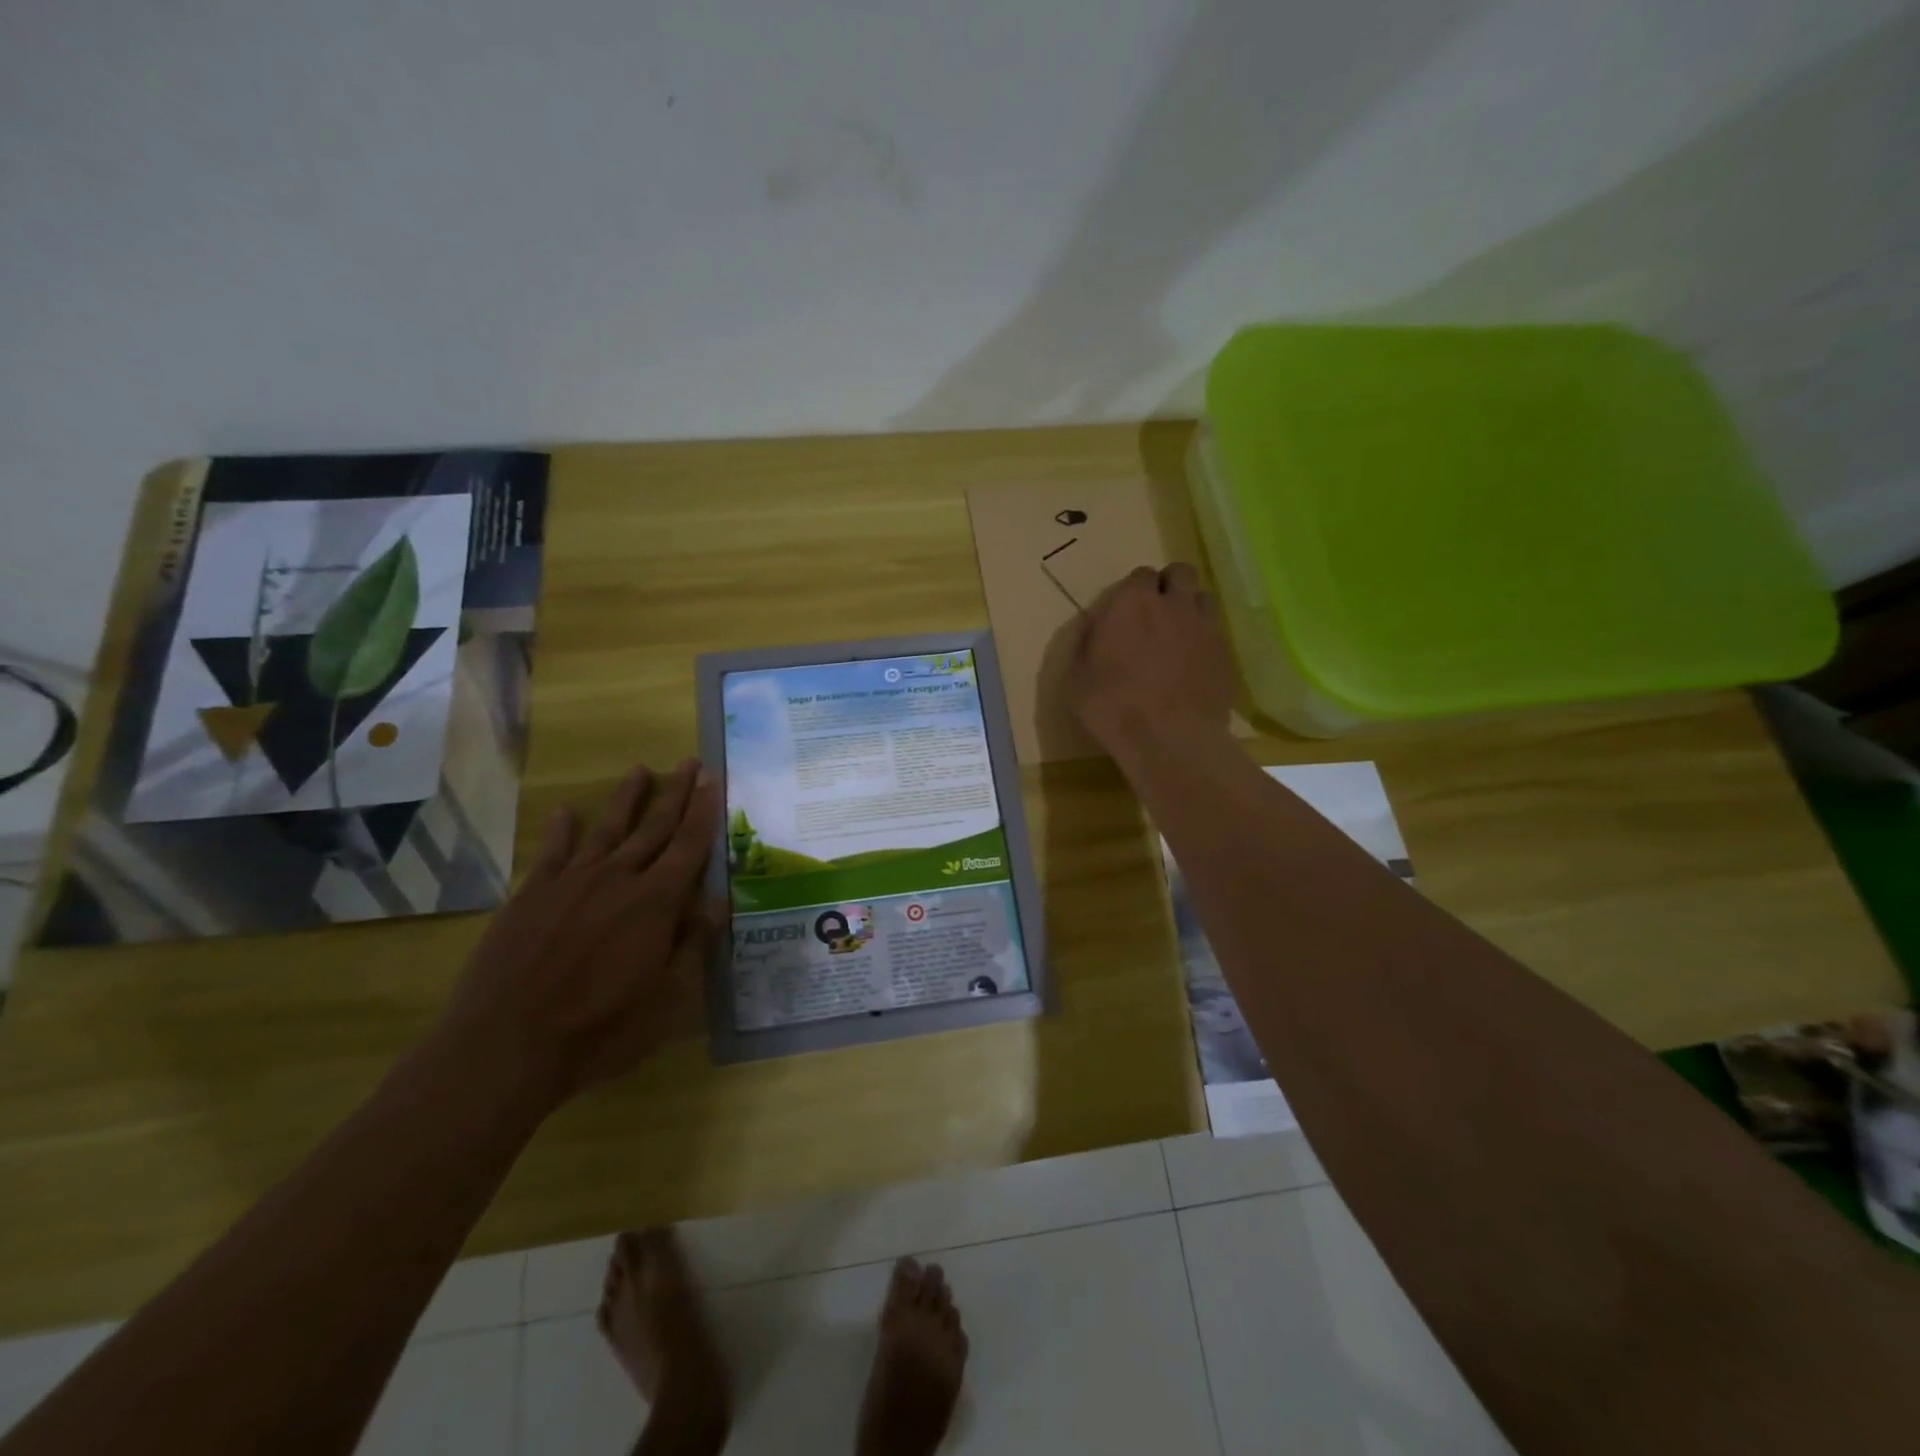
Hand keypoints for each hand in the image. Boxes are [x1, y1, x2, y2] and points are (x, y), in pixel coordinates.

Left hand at [436, 760, 721, 1108]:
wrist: (505, 1046)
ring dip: (627, 799)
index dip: (704, 810)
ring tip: (640, 770)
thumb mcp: (666, 997)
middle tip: (689, 762)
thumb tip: (719, 900)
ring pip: (607, 829)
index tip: (713, 778)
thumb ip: (692, 941)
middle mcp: (618, 879)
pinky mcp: (531, 896)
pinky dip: (562, 829)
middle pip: (653, 827)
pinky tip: (566, 812)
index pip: (689, 844)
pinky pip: (552, 852)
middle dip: (675, 793)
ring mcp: (570, 883)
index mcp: (656, 901)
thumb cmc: (600, 1029)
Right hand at [1068, 564, 1236, 763]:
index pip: (1140, 575)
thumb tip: (1096, 626)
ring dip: (1190, 608)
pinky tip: (1193, 664)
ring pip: (1203, 598)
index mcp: (1132, 603)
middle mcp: (1174, 604)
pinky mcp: (1226, 654)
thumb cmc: (1112, 707)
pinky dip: (1205, 639)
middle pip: (1180, 573)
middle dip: (1169, 586)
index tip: (1126, 612)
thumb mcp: (1077, 678)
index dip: (1135, 591)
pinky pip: (1217, 632)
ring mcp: (1206, 627)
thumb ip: (1087, 644)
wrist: (1170, 740)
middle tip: (1156, 614)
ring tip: (1178, 635)